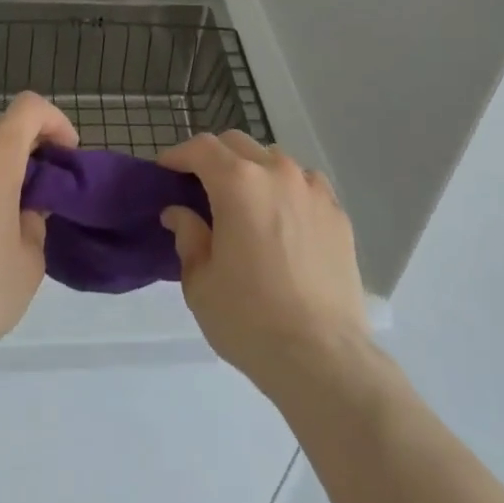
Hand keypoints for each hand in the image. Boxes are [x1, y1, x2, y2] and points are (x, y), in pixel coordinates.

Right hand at [159, 132, 371, 394]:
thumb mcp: (200, 283)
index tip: (165, 171)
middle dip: (214, 158)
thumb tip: (180, 213)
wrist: (322, 358)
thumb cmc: (250, 319)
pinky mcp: (338, 213)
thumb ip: (188, 237)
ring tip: (246, 205)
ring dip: (253, 171)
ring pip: (275, 160)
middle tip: (201, 188)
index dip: (179, 155)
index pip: (202, 148)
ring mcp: (313, 190)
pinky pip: (306, 186)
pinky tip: (284, 221)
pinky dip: (287, 191)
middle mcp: (277, 172)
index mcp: (238, 183)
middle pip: (238, 145)